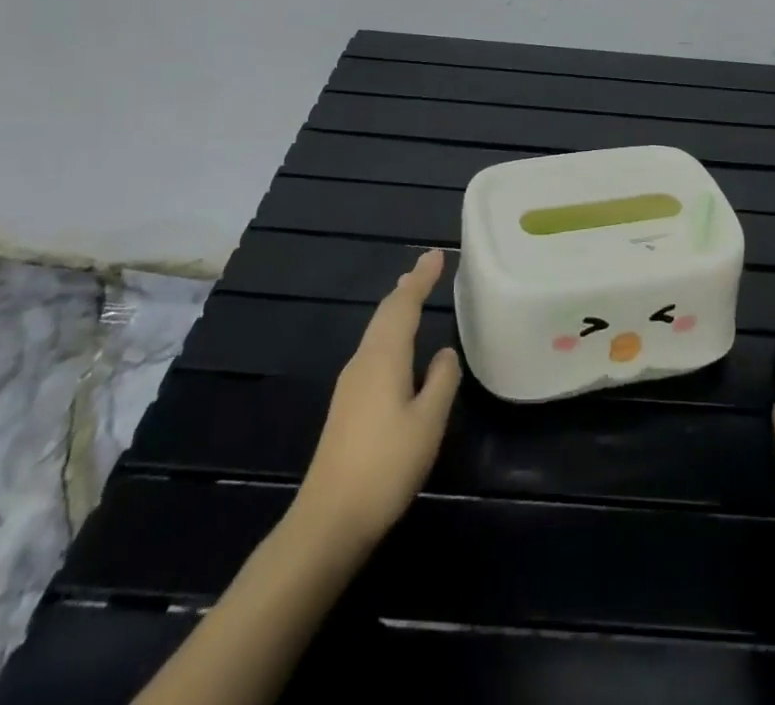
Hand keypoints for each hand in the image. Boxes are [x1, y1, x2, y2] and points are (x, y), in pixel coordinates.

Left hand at [296, 248, 460, 551]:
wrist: (329, 519)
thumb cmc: (385, 466)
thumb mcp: (427, 422)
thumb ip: (441, 381)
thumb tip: (445, 352)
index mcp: (383, 357)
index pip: (404, 305)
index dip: (421, 279)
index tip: (436, 255)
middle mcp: (363, 362)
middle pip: (385, 314)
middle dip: (407, 288)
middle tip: (426, 268)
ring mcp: (351, 384)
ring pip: (377, 332)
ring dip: (396, 309)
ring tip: (412, 294)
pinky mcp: (348, 405)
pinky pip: (373, 350)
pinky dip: (389, 333)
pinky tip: (397, 346)